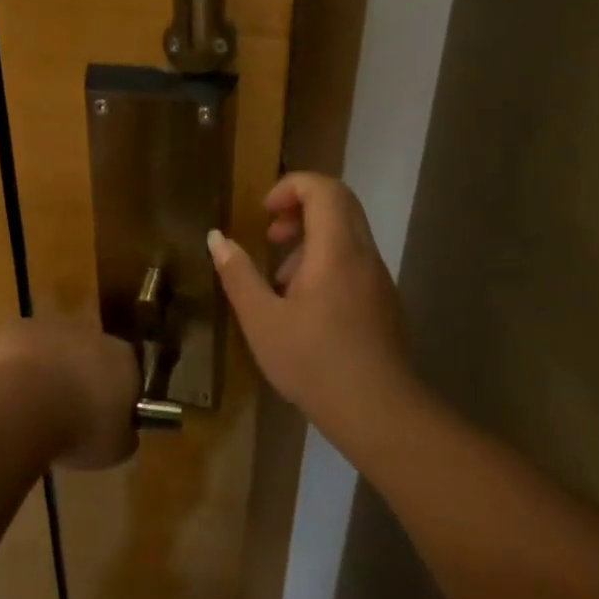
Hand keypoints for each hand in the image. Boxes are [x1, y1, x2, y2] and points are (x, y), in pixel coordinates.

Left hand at [0, 317, 139, 469]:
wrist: (25, 406)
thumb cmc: (80, 430)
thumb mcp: (115, 449)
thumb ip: (124, 436)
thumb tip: (124, 433)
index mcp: (123, 359)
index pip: (128, 374)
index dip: (116, 398)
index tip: (104, 422)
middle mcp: (91, 333)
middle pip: (90, 354)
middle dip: (81, 378)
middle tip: (68, 414)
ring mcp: (52, 326)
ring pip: (54, 347)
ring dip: (49, 369)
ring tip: (34, 407)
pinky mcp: (17, 327)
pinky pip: (20, 347)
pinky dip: (15, 366)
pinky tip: (9, 393)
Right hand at [208, 173, 415, 451]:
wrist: (379, 412)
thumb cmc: (314, 362)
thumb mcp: (262, 320)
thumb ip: (237, 274)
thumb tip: (216, 237)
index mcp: (336, 249)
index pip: (324, 188)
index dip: (291, 186)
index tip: (264, 212)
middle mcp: (363, 254)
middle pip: (339, 204)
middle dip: (300, 208)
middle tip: (270, 235)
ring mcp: (378, 278)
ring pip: (347, 234)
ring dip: (310, 240)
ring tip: (279, 280)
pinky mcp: (383, 302)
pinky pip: (353, 261)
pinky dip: (325, 263)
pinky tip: (302, 307)